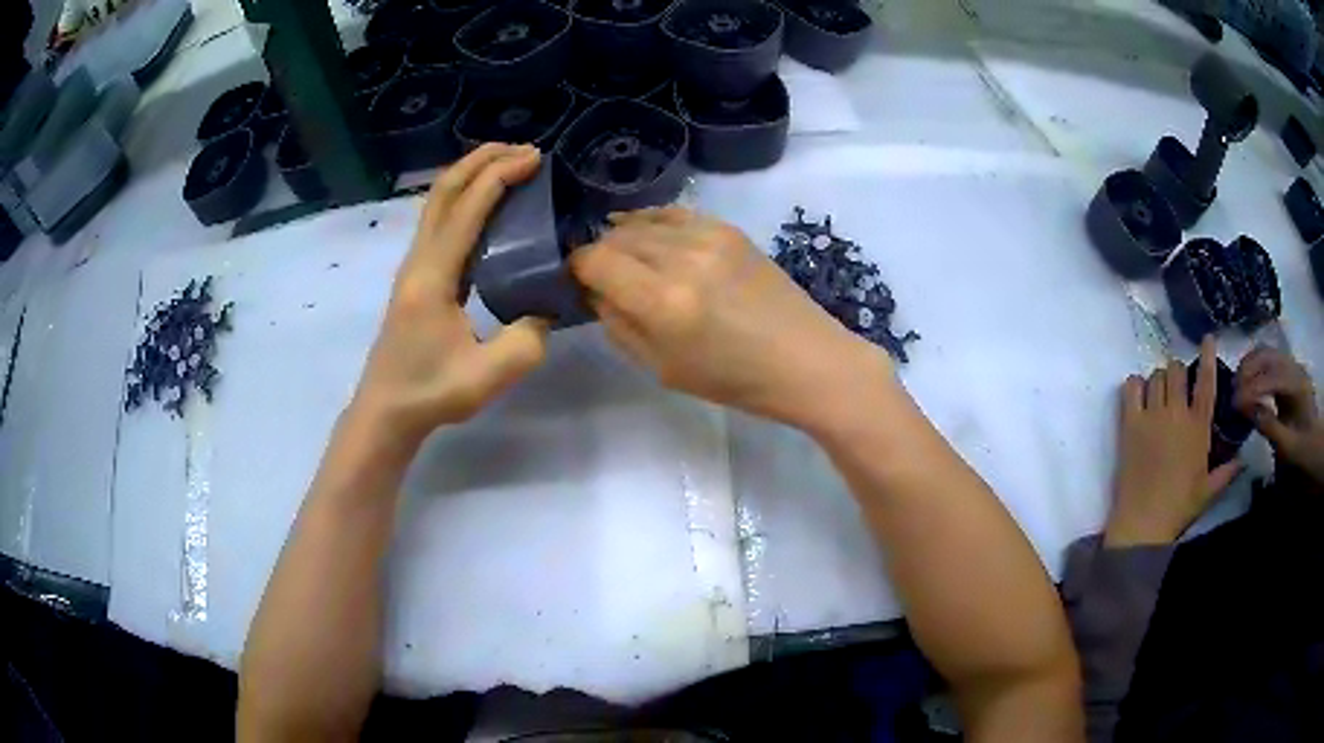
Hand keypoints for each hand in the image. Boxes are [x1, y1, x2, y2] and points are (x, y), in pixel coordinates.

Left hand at [351, 144, 548, 445]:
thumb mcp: (488, 376)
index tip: (536, 158)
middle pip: (444, 191)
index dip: (500, 176)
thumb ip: (526, 341)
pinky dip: (463, 198)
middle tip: (524, 150)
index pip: (468, 208)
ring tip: (507, 166)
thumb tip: (544, 310)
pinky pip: (439, 221)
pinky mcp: (416, 277)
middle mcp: (419, 260)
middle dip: (482, 160)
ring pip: (437, 202)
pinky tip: (486, 207)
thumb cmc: (429, 393)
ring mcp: (414, 266)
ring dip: (470, 175)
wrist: (385, 412)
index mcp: (434, 276)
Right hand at [569, 207, 893, 428]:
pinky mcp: (729, 228)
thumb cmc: (733, 379)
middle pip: (615, 236)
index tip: (576, 283)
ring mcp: (709, 235)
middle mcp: (681, 256)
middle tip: (602, 278)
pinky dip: (653, 222)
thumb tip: (594, 291)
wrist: (805, 359)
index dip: (576, 269)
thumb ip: (618, 324)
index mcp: (662, 300)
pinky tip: (649, 235)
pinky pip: (675, 213)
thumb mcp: (661, 367)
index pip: (594, 259)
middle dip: (600, 254)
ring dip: (625, 238)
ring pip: (643, 221)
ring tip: (626, 260)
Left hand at [1105, 339, 1240, 546]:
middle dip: (1178, 373)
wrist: (1143, 523)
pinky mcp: (1130, 424)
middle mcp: (1177, 413)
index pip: (1206, 381)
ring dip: (1158, 379)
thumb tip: (1244, 460)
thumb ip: (1228, 472)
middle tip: (1176, 388)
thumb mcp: (1209, 491)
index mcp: (1199, 427)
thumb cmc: (1179, 508)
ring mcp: (1152, 416)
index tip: (1207, 338)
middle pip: (1176, 370)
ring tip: (1159, 395)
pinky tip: (1139, 395)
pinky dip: (1135, 385)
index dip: (1207, 356)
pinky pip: (1131, 387)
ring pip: (1156, 375)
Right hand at [1234, 346, 1323, 484]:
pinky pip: (1268, 360)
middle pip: (1267, 356)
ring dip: (1249, 366)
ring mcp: (1291, 366)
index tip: (1234, 403)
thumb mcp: (1288, 447)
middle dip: (1247, 370)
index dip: (1252, 387)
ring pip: (1266, 353)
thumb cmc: (1304, 450)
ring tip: (1237, 387)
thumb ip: (1269, 426)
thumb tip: (1247, 408)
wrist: (1317, 445)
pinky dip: (1254, 367)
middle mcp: (1294, 367)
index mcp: (1297, 385)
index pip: (1272, 377)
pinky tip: (1248, 384)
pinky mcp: (1287, 370)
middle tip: (1232, 392)